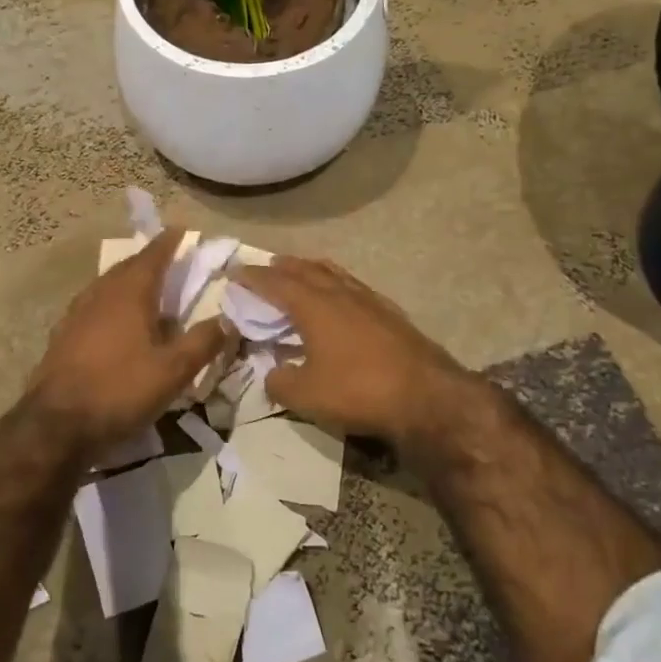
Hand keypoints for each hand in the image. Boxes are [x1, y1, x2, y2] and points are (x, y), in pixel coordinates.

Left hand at [26, 228, 227, 459]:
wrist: (56, 425)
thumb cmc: (120, 390)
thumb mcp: (173, 371)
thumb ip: (203, 342)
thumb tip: (229, 319)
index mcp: (129, 293)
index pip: (153, 256)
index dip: (168, 241)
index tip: (180, 229)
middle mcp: (101, 294)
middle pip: (128, 267)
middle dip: (149, 260)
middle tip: (168, 259)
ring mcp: (77, 314)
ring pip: (108, 285)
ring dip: (129, 281)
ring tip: (146, 288)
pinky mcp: (64, 335)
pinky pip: (94, 305)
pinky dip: (112, 303)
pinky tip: (117, 323)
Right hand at [232, 257, 490, 455]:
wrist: (426, 395)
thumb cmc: (358, 391)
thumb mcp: (306, 395)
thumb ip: (280, 381)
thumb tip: (272, 372)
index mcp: (314, 306)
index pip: (275, 283)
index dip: (253, 277)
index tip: (234, 272)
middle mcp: (340, 294)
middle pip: (305, 270)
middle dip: (282, 267)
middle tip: (266, 266)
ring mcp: (369, 301)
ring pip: (334, 274)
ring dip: (311, 269)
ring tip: (301, 269)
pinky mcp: (391, 314)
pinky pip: (354, 286)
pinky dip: (338, 283)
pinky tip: (342, 295)